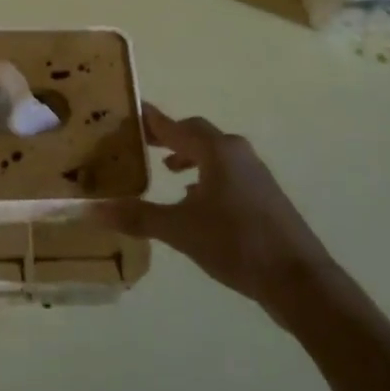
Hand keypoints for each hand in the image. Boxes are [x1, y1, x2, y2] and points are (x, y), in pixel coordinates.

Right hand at [96, 105, 327, 313]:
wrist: (297, 278)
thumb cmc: (235, 243)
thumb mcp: (180, 230)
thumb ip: (137, 216)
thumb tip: (92, 209)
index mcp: (216, 151)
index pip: (175, 126)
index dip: (150, 120)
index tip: (129, 111)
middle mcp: (237, 153)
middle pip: (196, 134)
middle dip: (169, 137)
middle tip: (141, 143)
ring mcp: (255, 173)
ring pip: (214, 154)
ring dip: (189, 157)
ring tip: (165, 171)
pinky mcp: (264, 195)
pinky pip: (227, 173)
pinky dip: (206, 176)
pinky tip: (195, 200)